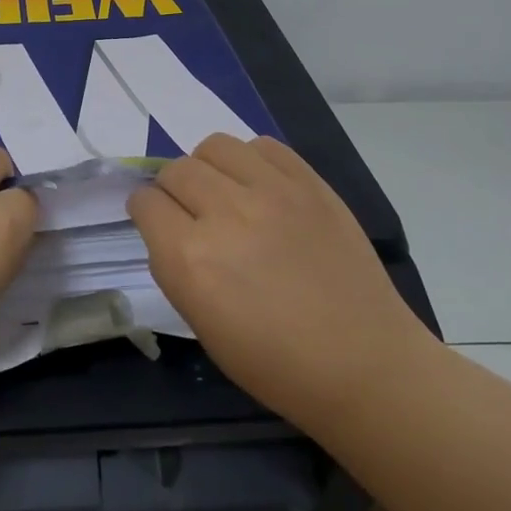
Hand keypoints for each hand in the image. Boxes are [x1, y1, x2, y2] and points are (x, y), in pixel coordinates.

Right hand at [128, 133, 429, 436]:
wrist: (364, 363)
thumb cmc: (276, 364)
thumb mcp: (202, 326)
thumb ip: (175, 266)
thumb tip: (167, 227)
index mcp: (191, 260)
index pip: (145, 203)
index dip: (146, 212)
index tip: (157, 223)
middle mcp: (225, 214)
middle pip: (176, 169)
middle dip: (173, 189)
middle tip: (191, 212)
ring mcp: (272, 192)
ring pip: (214, 146)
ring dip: (208, 167)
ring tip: (225, 191)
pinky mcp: (309, 182)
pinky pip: (263, 145)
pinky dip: (251, 160)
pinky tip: (261, 187)